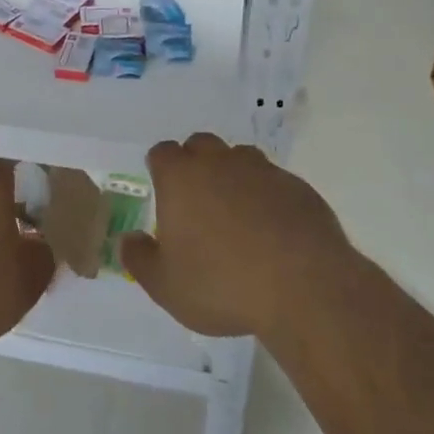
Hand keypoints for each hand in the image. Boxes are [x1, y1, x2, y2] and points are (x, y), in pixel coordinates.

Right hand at [120, 134, 351, 339]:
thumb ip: (139, 258)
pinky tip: (272, 230)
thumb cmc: (222, 284)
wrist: (304, 287)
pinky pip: (274, 181)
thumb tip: (128, 239)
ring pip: (240, 158)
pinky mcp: (298, 187)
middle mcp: (220, 162)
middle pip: (201, 145)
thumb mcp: (165, 285)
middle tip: (197, 202)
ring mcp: (263, 171)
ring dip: (232, 176)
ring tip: (236, 215)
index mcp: (181, 177)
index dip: (160, 169)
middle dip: (195, 164)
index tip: (163, 193)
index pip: (162, 153)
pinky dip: (267, 196)